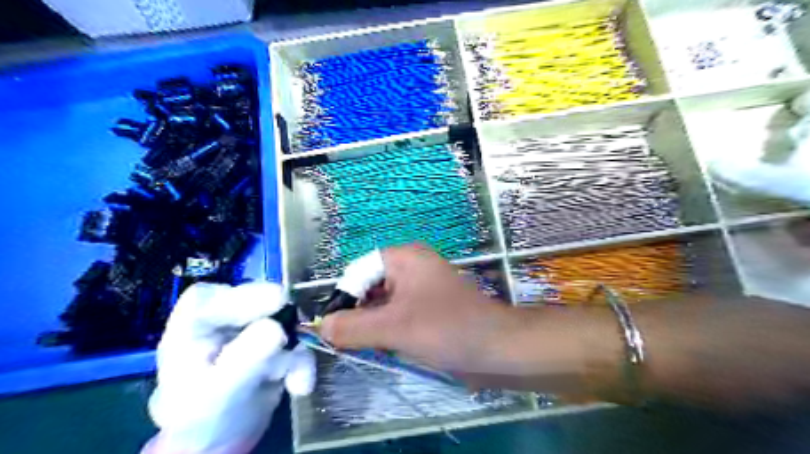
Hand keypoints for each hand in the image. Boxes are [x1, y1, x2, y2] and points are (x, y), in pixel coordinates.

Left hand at [143, 282, 314, 452]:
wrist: (221, 442)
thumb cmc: (203, 417)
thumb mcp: (219, 391)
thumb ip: (245, 359)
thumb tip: (276, 328)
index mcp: (192, 327)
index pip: (209, 297)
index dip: (241, 295)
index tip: (276, 301)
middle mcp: (222, 322)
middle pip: (254, 302)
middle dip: (280, 319)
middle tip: (296, 330)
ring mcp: (250, 331)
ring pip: (282, 322)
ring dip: (295, 349)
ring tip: (295, 379)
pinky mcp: (274, 345)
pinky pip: (295, 343)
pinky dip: (301, 363)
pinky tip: (300, 385)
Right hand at [318, 244, 514, 376]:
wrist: (499, 348)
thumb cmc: (446, 329)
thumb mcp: (393, 328)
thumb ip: (352, 327)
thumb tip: (322, 327)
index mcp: (404, 258)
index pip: (357, 271)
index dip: (344, 298)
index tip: (336, 329)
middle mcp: (412, 267)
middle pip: (369, 287)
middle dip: (358, 315)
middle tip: (352, 343)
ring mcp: (423, 287)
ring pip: (384, 304)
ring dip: (374, 326)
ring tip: (372, 348)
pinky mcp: (430, 307)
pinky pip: (399, 314)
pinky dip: (390, 331)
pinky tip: (391, 349)